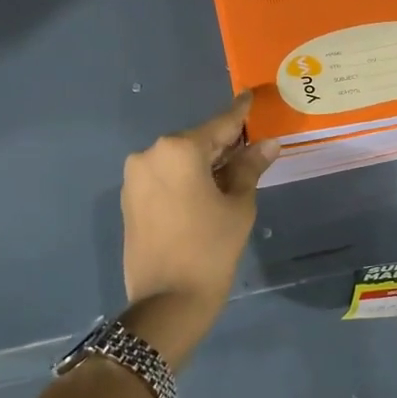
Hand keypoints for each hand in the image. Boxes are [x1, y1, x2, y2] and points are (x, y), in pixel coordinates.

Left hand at [120, 92, 277, 366]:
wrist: (167, 301)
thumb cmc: (211, 248)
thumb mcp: (238, 205)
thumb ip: (250, 167)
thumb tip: (267, 144)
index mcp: (178, 149)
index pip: (219, 125)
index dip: (239, 113)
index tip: (249, 96)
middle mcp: (150, 154)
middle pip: (196, 142)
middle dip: (222, 144)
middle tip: (250, 146)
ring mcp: (135, 177)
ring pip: (178, 160)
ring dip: (203, 163)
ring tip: (231, 174)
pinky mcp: (129, 199)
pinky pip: (164, 178)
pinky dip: (185, 179)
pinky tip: (205, 190)